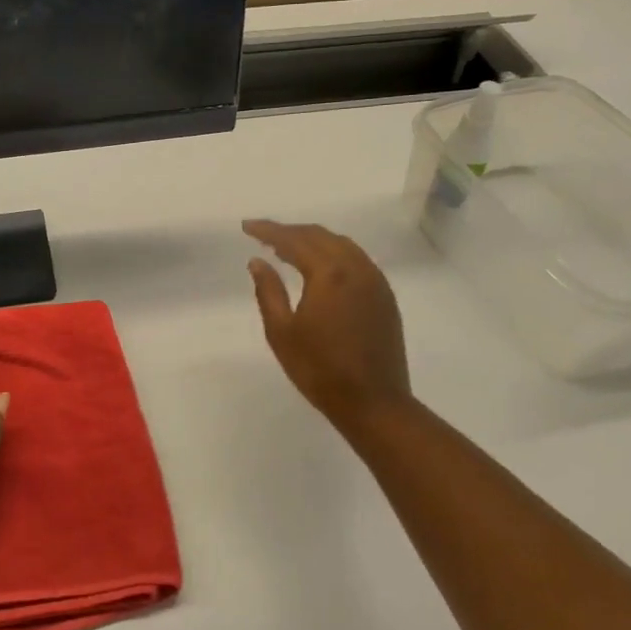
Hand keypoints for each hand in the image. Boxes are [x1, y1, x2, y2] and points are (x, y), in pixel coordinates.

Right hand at [244, 220, 413, 431]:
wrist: (374, 403)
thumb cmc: (320, 370)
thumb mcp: (282, 332)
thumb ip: (268, 291)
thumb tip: (257, 261)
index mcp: (329, 274)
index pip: (294, 240)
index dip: (268, 231)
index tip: (246, 226)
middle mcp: (356, 267)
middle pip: (319, 236)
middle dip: (290, 232)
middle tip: (263, 236)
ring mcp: (375, 281)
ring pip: (341, 244)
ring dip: (313, 240)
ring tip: (288, 248)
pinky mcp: (385, 296)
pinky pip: (357, 259)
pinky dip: (333, 253)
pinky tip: (320, 267)